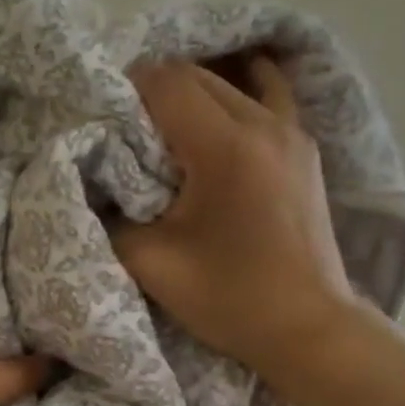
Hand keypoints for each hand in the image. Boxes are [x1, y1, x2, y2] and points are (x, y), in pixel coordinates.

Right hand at [114, 58, 360, 372]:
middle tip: (129, 133)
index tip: (105, 122)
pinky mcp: (304, 149)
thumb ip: (111, 217)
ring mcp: (292, 132)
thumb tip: (96, 185)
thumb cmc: (230, 299)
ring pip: (230, 84)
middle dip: (154, 93)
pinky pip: (266, 98)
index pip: (165, 82)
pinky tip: (218, 117)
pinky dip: (235, 98)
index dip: (126, 91)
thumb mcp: (152, 264)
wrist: (308, 329)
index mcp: (226, 147)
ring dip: (191, 97)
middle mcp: (264, 124)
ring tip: (167, 132)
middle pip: (196, 76)